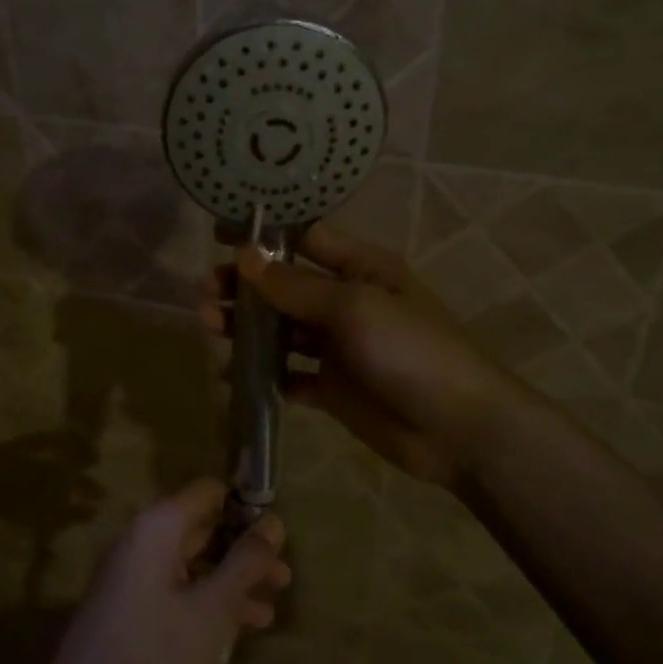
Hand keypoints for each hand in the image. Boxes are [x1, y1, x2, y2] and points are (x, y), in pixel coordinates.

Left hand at [39, 480, 290, 663]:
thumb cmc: (153, 649)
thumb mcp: (213, 607)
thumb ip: (246, 562)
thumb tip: (274, 522)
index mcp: (160, 526)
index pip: (209, 492)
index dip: (245, 505)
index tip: (276, 534)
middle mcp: (145, 538)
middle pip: (205, 528)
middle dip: (245, 550)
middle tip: (283, 577)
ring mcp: (136, 572)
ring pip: (195, 562)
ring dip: (233, 581)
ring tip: (271, 606)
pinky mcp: (133, 604)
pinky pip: (180, 587)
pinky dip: (209, 600)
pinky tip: (241, 629)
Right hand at [200, 223, 521, 488]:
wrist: (457, 428)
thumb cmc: (410, 350)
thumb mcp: (353, 308)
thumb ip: (296, 286)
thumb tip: (244, 256)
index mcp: (361, 268)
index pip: (305, 238)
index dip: (263, 235)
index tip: (219, 236)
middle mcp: (347, 301)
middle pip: (285, 286)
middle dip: (245, 287)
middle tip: (205, 294)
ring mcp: (339, 347)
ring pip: (282, 330)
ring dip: (247, 328)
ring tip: (209, 327)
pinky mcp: (333, 388)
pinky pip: (289, 375)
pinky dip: (264, 376)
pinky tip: (234, 378)